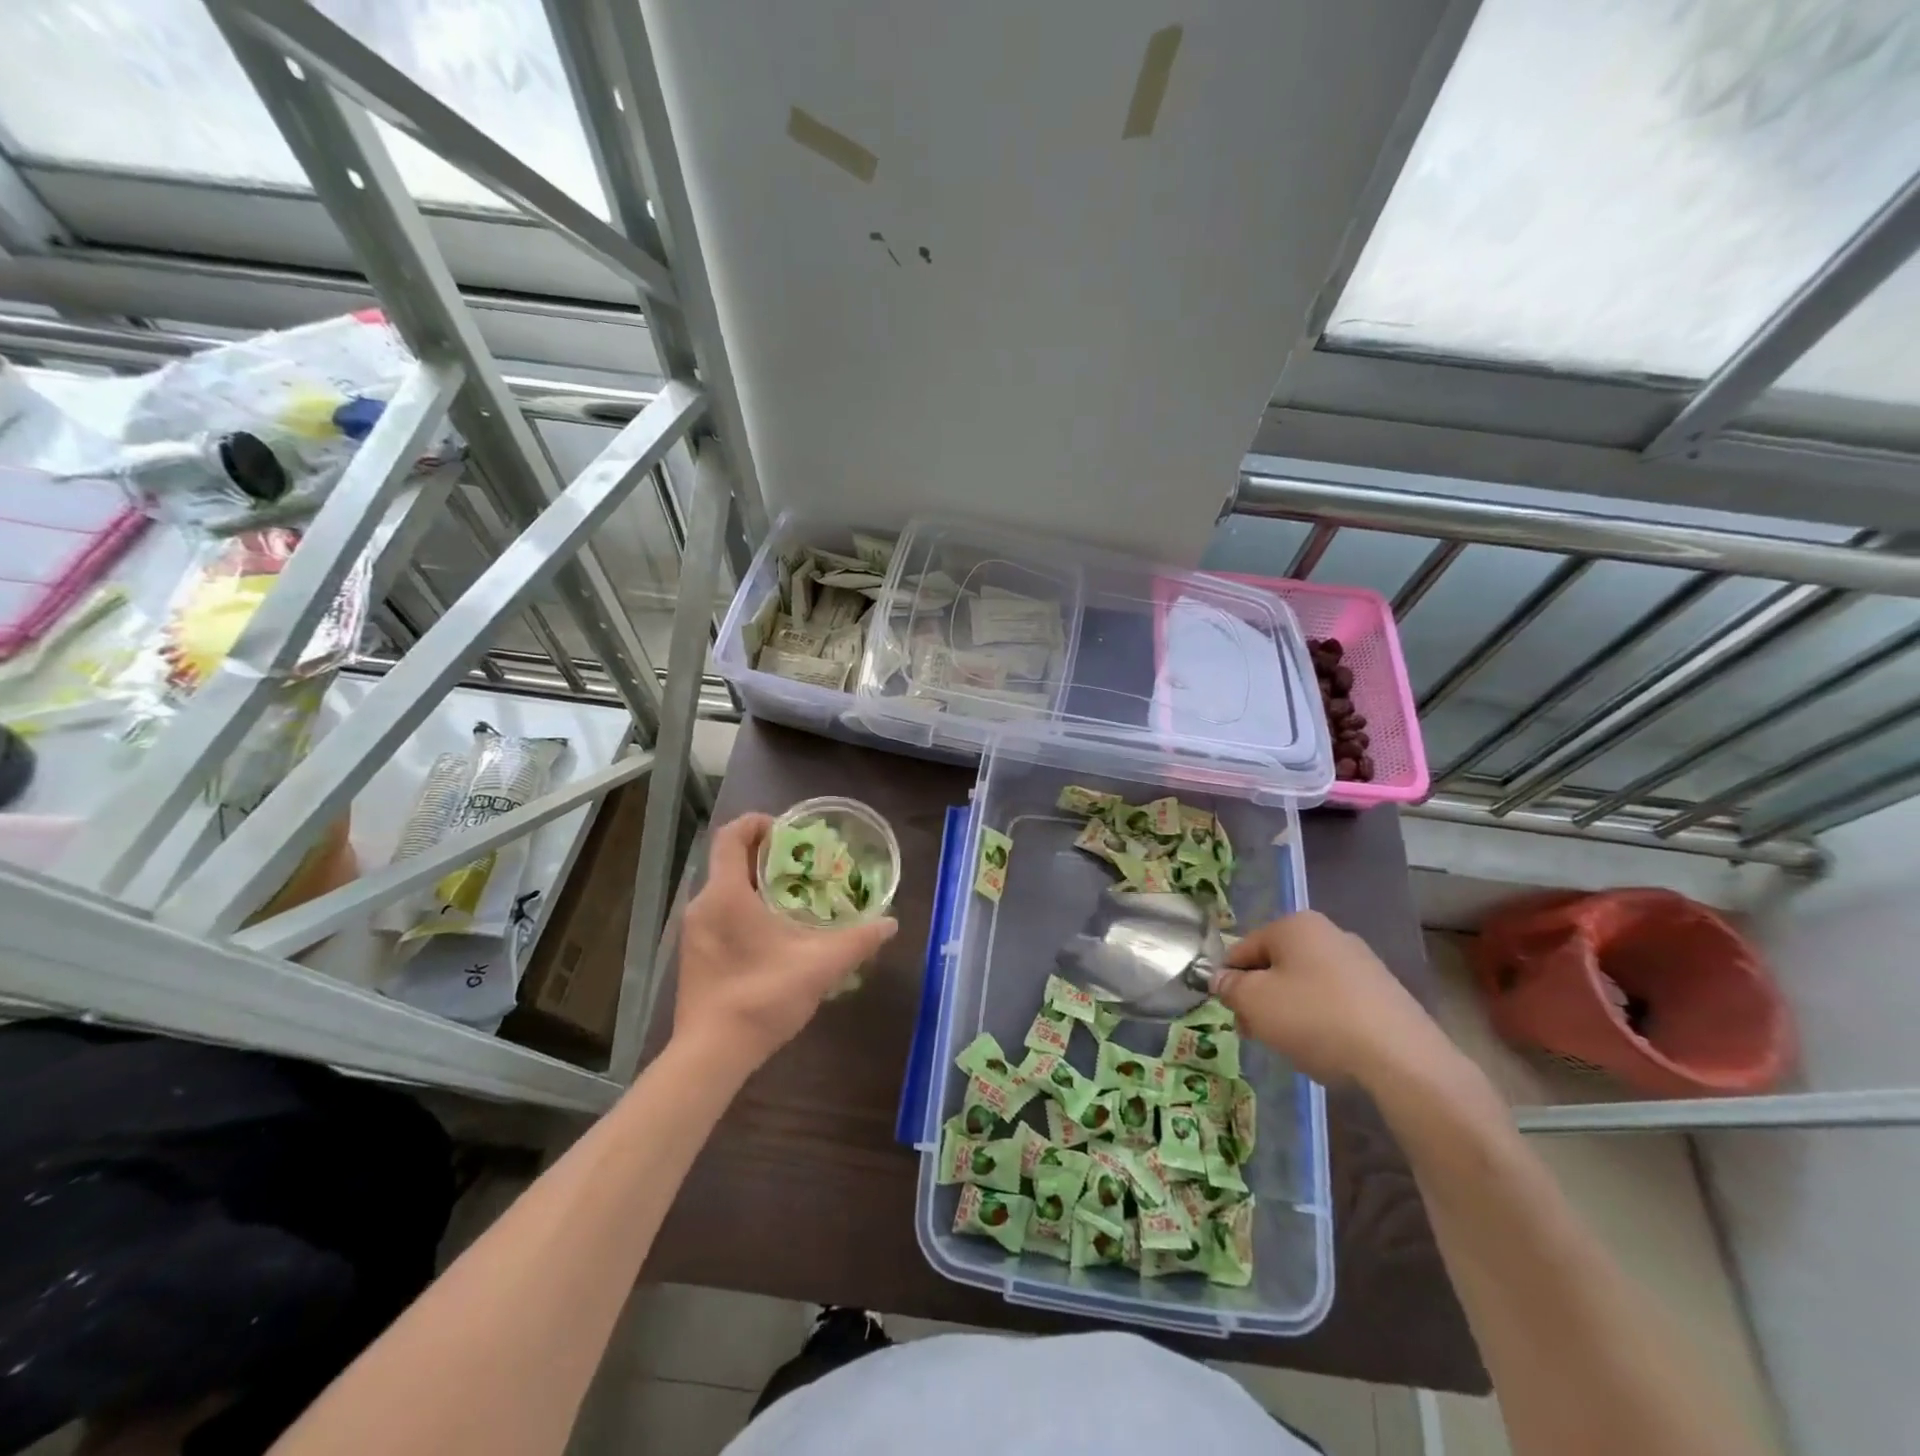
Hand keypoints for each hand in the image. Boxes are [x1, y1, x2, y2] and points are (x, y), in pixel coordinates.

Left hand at [674, 813, 898, 1071]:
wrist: (712, 1054)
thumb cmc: (763, 996)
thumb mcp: (820, 965)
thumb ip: (858, 941)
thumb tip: (889, 923)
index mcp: (726, 894)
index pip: (731, 835)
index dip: (757, 823)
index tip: (787, 831)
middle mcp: (703, 905)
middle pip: (729, 861)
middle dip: (765, 856)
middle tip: (803, 865)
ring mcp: (693, 932)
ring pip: (724, 890)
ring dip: (755, 885)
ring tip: (793, 899)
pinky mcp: (693, 955)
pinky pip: (718, 915)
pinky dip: (743, 909)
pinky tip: (772, 934)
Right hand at [1212, 911, 1451, 1086]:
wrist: (1402, 1059)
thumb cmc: (1315, 1018)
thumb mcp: (1254, 1002)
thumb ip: (1229, 987)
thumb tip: (1221, 980)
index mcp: (1294, 925)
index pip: (1242, 948)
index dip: (1229, 982)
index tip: (1232, 1015)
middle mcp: (1329, 933)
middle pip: (1275, 965)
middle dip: (1261, 998)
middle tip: (1258, 1034)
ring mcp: (1361, 962)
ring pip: (1305, 985)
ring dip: (1290, 1012)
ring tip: (1295, 1046)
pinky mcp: (1384, 993)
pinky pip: (1336, 1002)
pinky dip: (1323, 1022)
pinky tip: (1328, 1049)